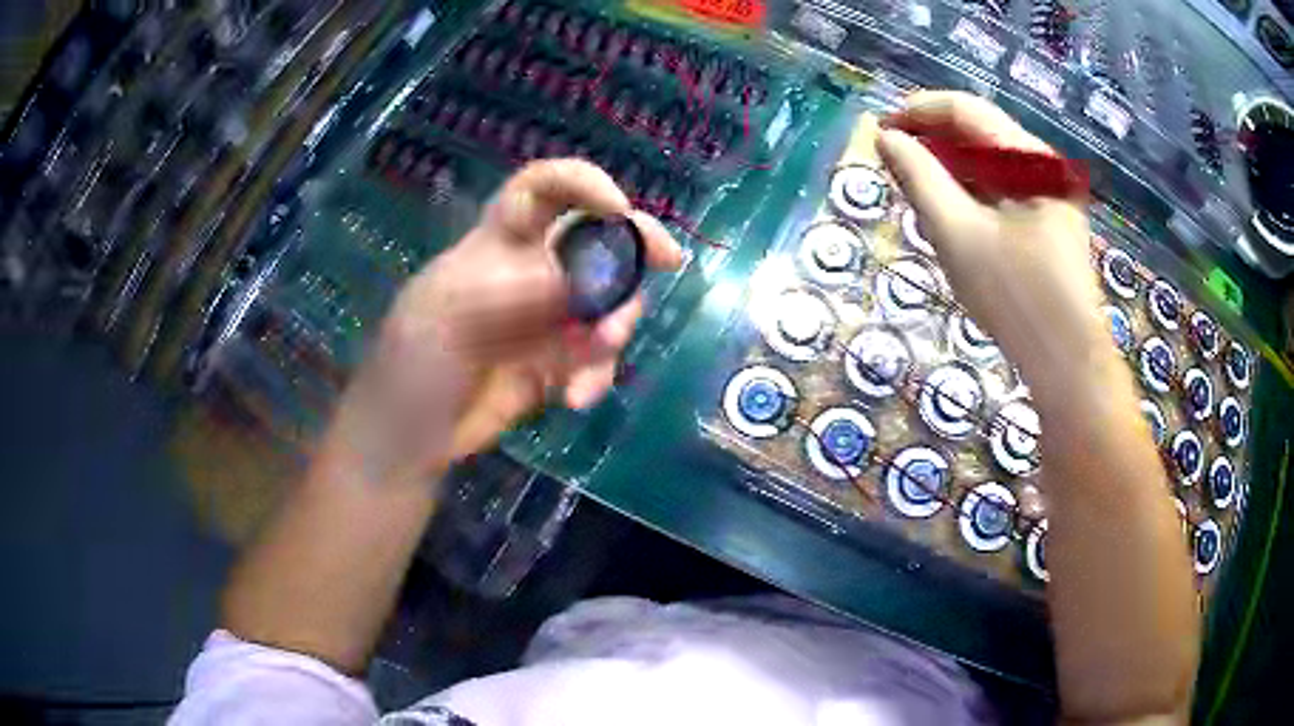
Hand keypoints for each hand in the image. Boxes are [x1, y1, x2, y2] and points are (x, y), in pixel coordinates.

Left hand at [329, 159, 682, 486]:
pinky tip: (575, 398)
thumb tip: (576, 282)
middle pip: (595, 238)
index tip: (617, 209)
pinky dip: (598, 374)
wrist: (411, 435)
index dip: (581, 184)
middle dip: (634, 245)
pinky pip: (598, 356)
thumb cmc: (413, 363)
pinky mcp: (557, 361)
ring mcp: (547, 318)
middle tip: (670, 258)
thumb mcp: (446, 316)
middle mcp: (530, 270)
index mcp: (497, 244)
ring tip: (594, 359)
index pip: (541, 189)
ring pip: (608, 302)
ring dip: (615, 326)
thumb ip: (512, 291)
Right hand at [877, 91, 1110, 399]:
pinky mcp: (1049, 222)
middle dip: (933, 145)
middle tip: (895, 170)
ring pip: (990, 165)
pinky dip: (973, 195)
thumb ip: (919, 178)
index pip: (964, 109)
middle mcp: (1044, 166)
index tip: (880, 131)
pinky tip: (954, 219)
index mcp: (1029, 158)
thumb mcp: (957, 234)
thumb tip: (885, 137)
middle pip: (979, 134)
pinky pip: (1003, 192)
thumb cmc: (1015, 298)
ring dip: (951, 171)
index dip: (917, 112)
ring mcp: (1051, 195)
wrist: (1067, 363)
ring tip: (919, 196)